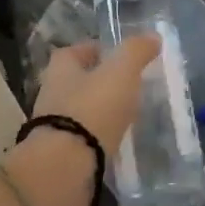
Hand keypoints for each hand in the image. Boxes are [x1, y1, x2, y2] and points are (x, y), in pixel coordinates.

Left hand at [8, 36, 158, 205]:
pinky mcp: (61, 156)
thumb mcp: (120, 72)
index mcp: (60, 69)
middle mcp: (52, 95)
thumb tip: (152, 36)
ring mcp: (54, 128)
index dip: (96, 50)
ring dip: (101, 113)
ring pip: (81, 112)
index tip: (120, 57)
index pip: (75, 51)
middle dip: (101, 83)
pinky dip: (99, 139)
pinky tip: (118, 143)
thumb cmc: (91, 109)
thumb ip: (136, 52)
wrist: (64, 169)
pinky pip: (84, 140)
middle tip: (131, 87)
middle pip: (77, 82)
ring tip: (129, 116)